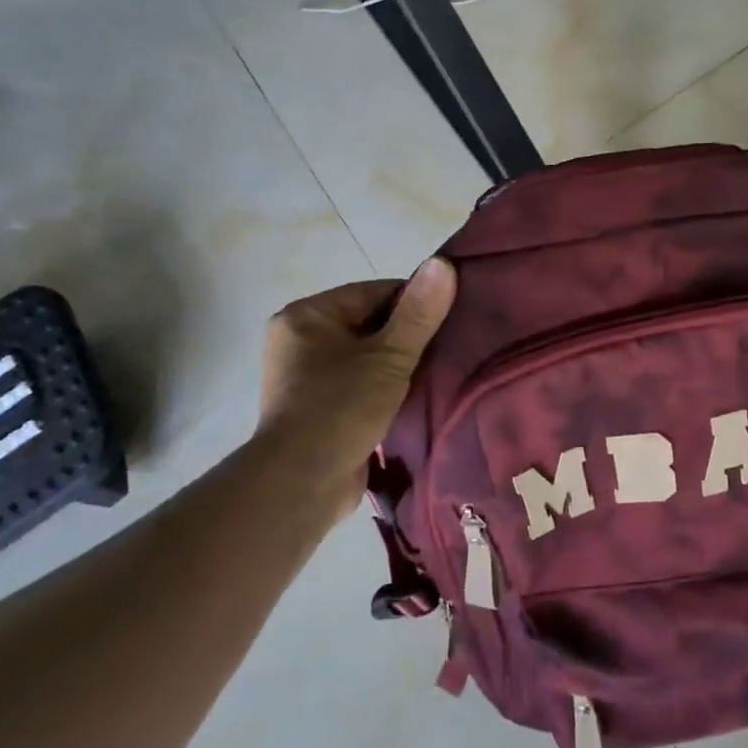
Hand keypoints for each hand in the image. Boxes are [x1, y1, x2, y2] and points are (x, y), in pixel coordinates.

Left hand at [256, 259, 456, 510]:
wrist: (302, 485)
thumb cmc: (341, 408)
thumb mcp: (389, 357)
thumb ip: (419, 313)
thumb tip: (443, 262)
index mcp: (307, 315)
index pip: (374, 293)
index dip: (415, 305)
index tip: (449, 321)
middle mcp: (299, 339)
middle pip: (370, 324)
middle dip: (407, 339)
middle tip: (447, 350)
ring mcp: (305, 377)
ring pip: (366, 357)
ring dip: (397, 367)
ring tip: (435, 374)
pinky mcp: (316, 408)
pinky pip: (358, 385)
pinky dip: (383, 389)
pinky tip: (412, 398)